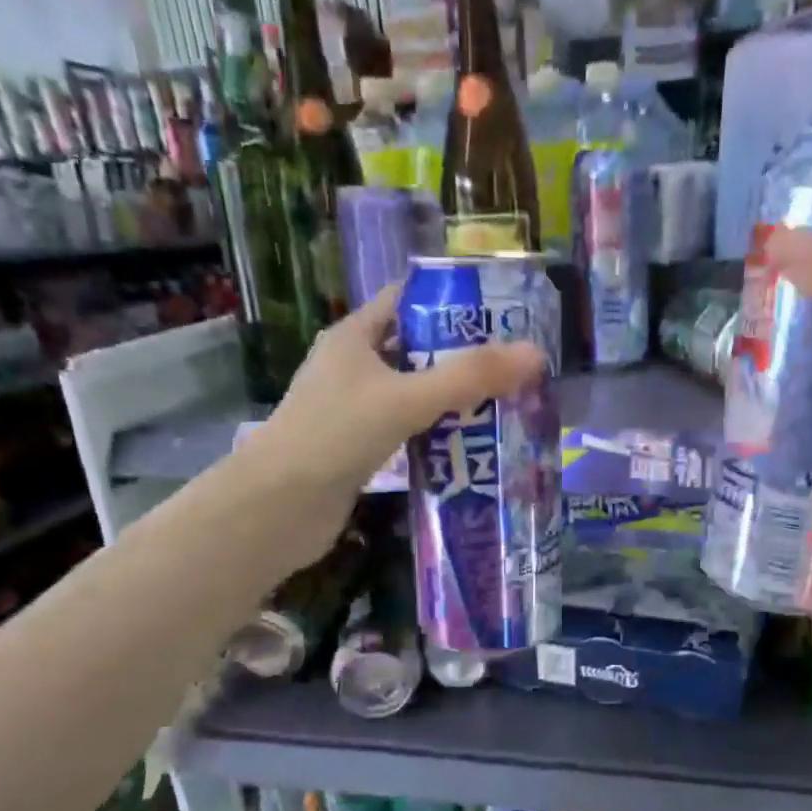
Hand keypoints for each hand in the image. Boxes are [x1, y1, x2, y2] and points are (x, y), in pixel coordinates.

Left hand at [244, 284, 545, 565]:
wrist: (277, 508)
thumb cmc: (334, 436)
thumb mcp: (406, 398)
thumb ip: (469, 378)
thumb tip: (535, 354)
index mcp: (353, 337)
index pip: (406, 302)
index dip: (451, 302)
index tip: (500, 313)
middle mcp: (352, 367)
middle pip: (416, 349)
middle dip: (462, 356)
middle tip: (514, 366)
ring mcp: (354, 410)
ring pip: (413, 393)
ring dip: (453, 399)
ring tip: (505, 404)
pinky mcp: (359, 448)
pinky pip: (407, 430)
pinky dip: (436, 433)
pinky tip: (470, 446)